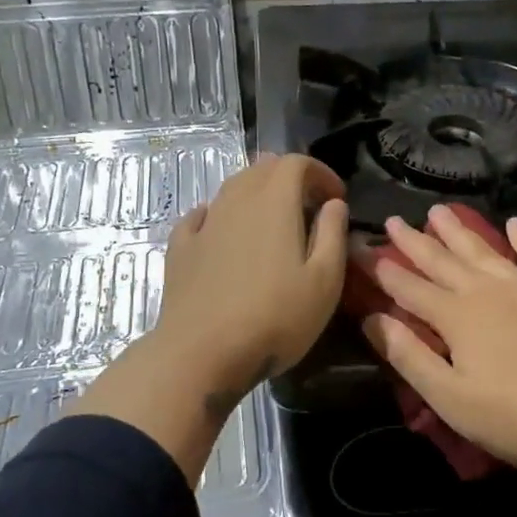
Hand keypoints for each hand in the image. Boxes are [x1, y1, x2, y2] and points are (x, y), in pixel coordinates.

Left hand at [152, 151, 349, 407]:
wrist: (201, 353)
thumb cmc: (275, 318)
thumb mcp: (325, 281)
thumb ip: (333, 234)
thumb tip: (334, 204)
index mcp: (274, 202)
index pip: (296, 162)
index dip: (320, 172)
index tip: (336, 197)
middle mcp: (236, 201)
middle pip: (262, 169)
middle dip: (290, 178)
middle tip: (309, 206)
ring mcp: (204, 224)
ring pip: (232, 188)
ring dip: (257, 194)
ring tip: (274, 221)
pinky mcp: (181, 249)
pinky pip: (202, 216)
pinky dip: (221, 214)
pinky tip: (224, 232)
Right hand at [363, 206, 516, 479]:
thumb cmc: (516, 417)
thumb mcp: (450, 397)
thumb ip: (409, 356)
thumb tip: (371, 319)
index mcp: (457, 316)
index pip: (409, 288)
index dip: (383, 269)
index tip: (361, 249)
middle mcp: (487, 290)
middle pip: (443, 260)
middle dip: (414, 241)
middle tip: (393, 220)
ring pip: (484, 250)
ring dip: (459, 230)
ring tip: (438, 210)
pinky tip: (513, 223)